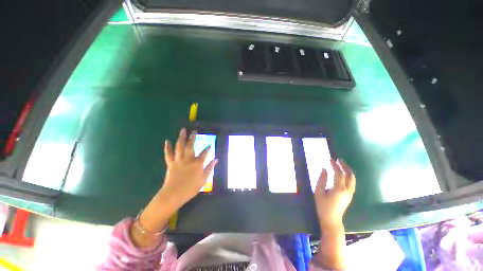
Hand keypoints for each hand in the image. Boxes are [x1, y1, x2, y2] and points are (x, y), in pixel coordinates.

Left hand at [160, 128, 217, 207]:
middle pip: (191, 146)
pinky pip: (168, 154)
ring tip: (183, 130)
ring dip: (181, 137)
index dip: (207, 149)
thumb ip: (210, 168)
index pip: (204, 153)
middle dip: (193, 138)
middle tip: (194, 131)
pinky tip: (167, 141)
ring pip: (180, 147)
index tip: (209, 145)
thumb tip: (216, 159)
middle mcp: (188, 159)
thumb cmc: (191, 188)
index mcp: (197, 163)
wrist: (174, 195)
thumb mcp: (204, 179)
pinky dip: (167, 147)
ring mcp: (178, 160)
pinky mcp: (170, 163)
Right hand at [314, 159, 355, 230]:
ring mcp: (350, 193)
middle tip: (338, 159)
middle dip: (344, 166)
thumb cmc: (323, 206)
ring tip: (341, 164)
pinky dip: (348, 175)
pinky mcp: (350, 195)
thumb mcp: (318, 192)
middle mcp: (347, 190)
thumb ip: (321, 180)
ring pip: (353, 178)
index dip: (335, 165)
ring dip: (348, 170)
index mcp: (339, 189)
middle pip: (350, 175)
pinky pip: (352, 182)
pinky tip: (343, 173)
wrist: (331, 220)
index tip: (330, 159)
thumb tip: (324, 169)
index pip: (339, 174)